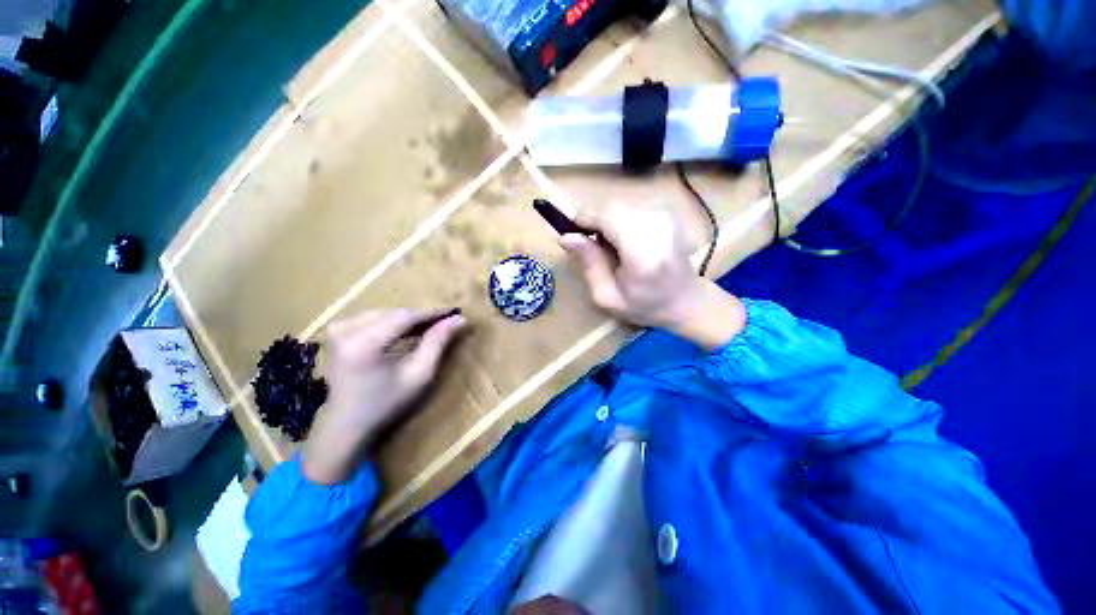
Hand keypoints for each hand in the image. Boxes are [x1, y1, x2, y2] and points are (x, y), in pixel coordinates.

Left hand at [302, 309, 465, 484]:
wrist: (347, 422)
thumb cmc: (386, 403)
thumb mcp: (419, 374)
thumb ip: (437, 343)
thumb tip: (458, 319)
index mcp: (364, 343)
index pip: (405, 316)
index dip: (432, 313)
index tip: (455, 311)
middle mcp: (346, 330)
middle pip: (395, 313)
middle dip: (421, 317)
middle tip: (445, 322)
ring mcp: (338, 328)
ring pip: (386, 313)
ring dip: (408, 319)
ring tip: (429, 327)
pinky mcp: (337, 331)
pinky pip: (373, 317)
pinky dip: (393, 322)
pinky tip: (407, 331)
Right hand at [559, 202, 745, 349]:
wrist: (686, 300)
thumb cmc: (645, 305)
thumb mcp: (607, 296)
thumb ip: (589, 263)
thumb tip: (565, 236)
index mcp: (642, 250)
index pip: (606, 215)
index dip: (584, 219)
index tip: (573, 234)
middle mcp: (657, 225)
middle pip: (611, 207)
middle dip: (595, 222)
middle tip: (593, 247)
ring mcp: (666, 215)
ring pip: (620, 205)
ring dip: (608, 223)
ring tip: (612, 249)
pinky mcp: (668, 212)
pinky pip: (632, 207)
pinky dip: (621, 221)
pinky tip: (627, 242)